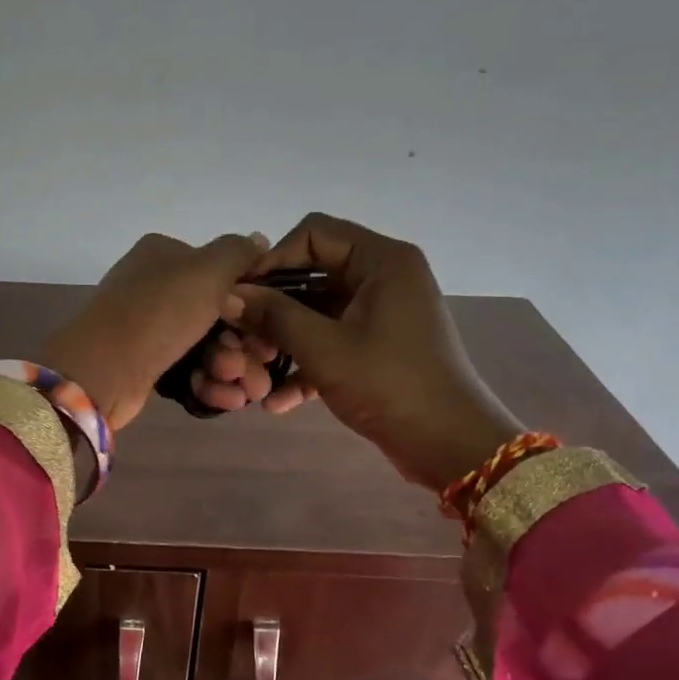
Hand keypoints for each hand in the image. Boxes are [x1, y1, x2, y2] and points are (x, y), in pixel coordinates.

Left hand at [40, 231, 268, 431]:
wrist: (103, 370)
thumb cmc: (159, 312)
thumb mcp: (207, 269)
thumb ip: (238, 252)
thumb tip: (258, 240)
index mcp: (164, 255)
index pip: (221, 272)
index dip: (252, 300)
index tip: (271, 326)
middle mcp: (156, 287)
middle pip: (218, 314)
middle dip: (244, 344)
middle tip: (259, 364)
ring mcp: (149, 328)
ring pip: (207, 346)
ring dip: (231, 368)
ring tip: (243, 390)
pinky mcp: (147, 364)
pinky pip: (189, 372)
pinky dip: (210, 384)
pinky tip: (226, 398)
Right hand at [225, 213, 525, 491]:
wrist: (451, 446)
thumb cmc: (390, 385)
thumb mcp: (325, 349)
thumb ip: (274, 316)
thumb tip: (228, 296)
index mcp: (382, 261)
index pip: (314, 233)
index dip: (273, 259)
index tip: (241, 294)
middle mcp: (383, 277)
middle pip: (312, 274)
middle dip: (273, 308)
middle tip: (240, 338)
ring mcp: (381, 314)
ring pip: (317, 312)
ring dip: (284, 340)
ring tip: (254, 372)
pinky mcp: (377, 347)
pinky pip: (332, 341)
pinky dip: (306, 365)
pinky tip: (278, 401)